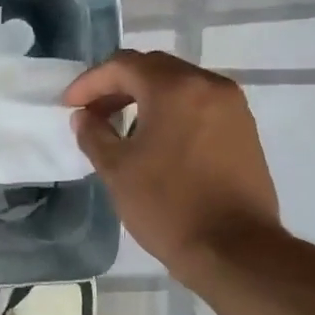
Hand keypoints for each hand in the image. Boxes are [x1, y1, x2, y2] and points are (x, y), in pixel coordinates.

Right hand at [65, 50, 281, 274]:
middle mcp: (209, 85)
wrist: (234, 249)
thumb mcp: (117, 169)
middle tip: (93, 113)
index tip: (70, 106)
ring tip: (121, 128)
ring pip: (179, 85)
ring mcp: (233, 106)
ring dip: (145, 97)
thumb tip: (84, 117)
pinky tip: (156, 140)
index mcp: (175, 88)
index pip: (123, 65)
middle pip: (154, 68)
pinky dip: (171, 110)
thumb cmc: (168, 206)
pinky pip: (199, 104)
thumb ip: (94, 134)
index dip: (90, 82)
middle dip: (117, 85)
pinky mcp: (244, 129)